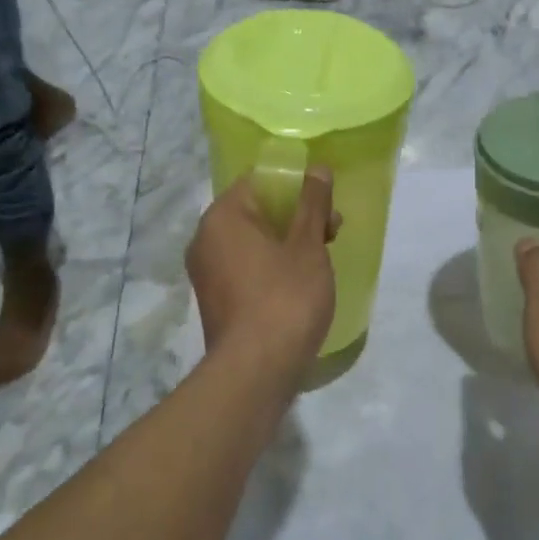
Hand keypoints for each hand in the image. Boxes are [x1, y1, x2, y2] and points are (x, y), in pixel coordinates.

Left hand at [186, 167, 337, 375]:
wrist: (257, 371)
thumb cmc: (286, 298)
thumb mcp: (308, 246)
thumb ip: (313, 203)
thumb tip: (316, 168)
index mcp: (222, 218)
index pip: (258, 181)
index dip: (296, 185)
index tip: (325, 202)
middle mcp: (205, 240)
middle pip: (257, 211)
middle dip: (297, 217)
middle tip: (333, 232)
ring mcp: (208, 273)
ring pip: (253, 242)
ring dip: (288, 243)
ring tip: (323, 260)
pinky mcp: (217, 300)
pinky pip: (247, 268)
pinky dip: (273, 267)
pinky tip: (301, 284)